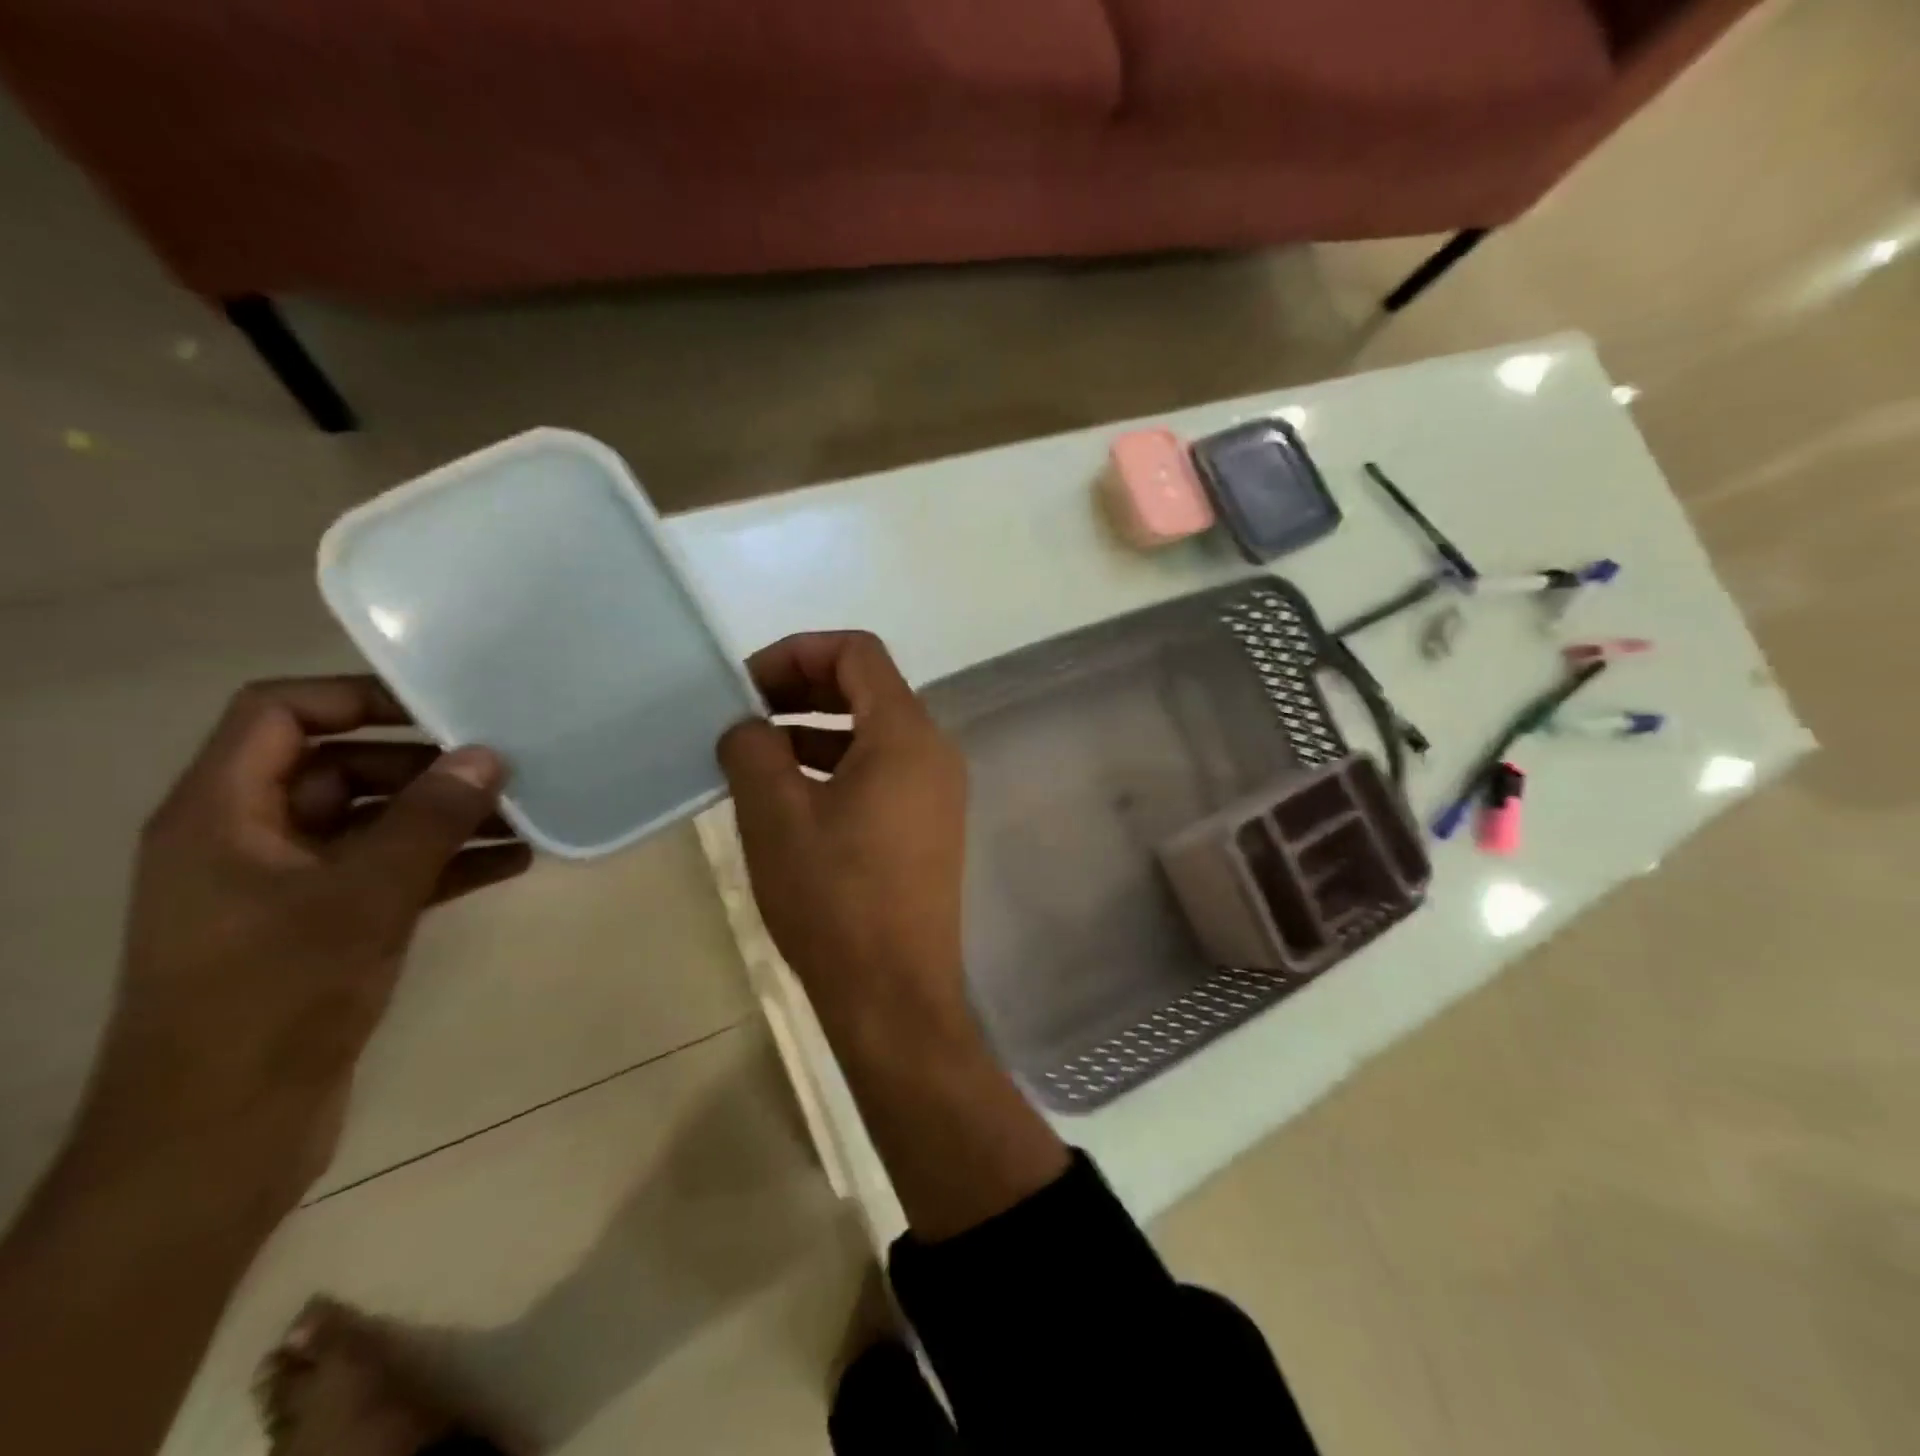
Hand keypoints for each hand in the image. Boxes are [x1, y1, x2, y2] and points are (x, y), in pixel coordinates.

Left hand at [80, 676, 529, 1211]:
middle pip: (340, 768)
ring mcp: (287, 886)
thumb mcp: (364, 897)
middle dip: (425, 768)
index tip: (442, 711)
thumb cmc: (273, 999)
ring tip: (524, 816)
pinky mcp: (321, 928)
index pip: (278, 713)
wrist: (222, 1136)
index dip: (356, 698)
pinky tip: (512, 864)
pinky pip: (391, 872)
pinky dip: (445, 863)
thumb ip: (428, 820)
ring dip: (446, 818)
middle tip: (504, 771)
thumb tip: (486, 756)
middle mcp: (247, 839)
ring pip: (375, 823)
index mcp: (219, 814)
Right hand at [717, 633, 968, 1042]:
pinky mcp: (929, 828)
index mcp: (906, 735)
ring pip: (872, 734)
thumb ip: (753, 749)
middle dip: (803, 689)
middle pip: (868, 689)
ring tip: (756, 757)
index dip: (797, 652)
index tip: (746, 686)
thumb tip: (747, 727)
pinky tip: (791, 797)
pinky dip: (836, 767)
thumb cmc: (834, 899)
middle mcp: (934, 752)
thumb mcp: (775, 816)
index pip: (857, 652)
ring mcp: (937, 793)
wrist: (894, 996)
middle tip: (746, 715)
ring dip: (814, 732)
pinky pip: (881, 773)